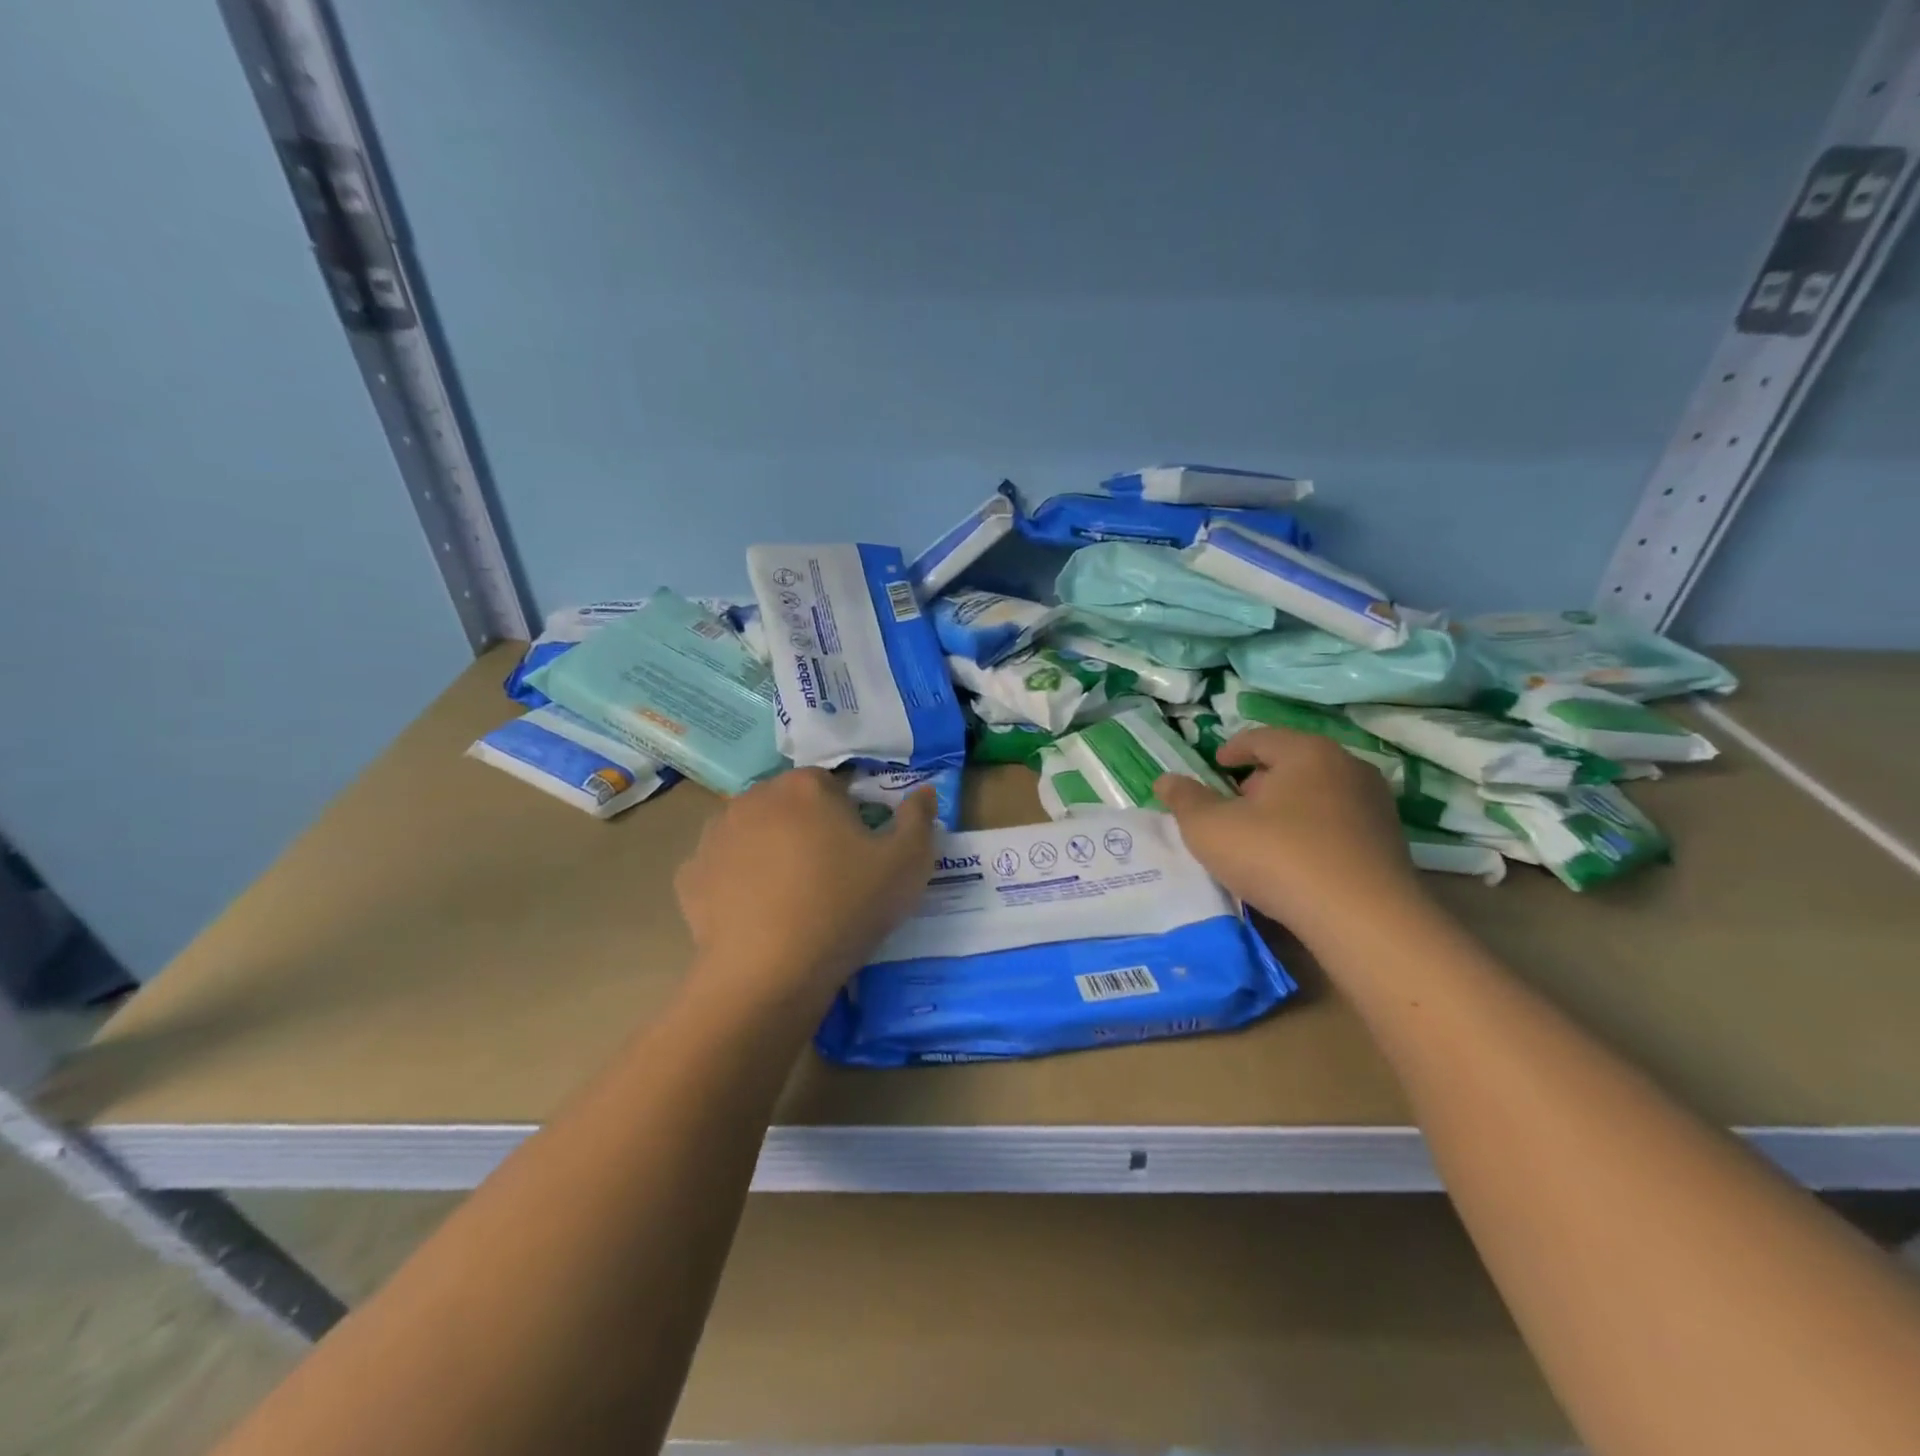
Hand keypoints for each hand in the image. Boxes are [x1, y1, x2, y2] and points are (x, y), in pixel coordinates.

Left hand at [674, 769, 936, 1008]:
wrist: (769, 973)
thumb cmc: (845, 907)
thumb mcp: (907, 864)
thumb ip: (919, 819)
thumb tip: (925, 792)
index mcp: (805, 786)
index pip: (834, 787)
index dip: (851, 818)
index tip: (860, 854)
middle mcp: (754, 797)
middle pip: (790, 806)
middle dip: (808, 829)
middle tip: (829, 877)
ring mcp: (715, 835)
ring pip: (753, 833)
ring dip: (770, 851)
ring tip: (790, 898)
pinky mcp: (689, 876)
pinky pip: (722, 869)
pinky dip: (736, 882)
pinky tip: (755, 913)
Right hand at [1154, 727, 1422, 944]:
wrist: (1363, 919)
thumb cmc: (1278, 857)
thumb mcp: (1211, 828)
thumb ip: (1185, 800)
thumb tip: (1165, 780)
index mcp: (1306, 751)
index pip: (1261, 737)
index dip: (1232, 750)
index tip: (1215, 766)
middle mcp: (1347, 767)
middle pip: (1293, 763)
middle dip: (1260, 780)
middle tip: (1234, 804)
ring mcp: (1375, 805)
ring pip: (1318, 794)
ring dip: (1288, 808)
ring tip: (1262, 835)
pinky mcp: (1390, 842)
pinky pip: (1339, 824)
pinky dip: (1313, 832)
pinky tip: (1296, 861)